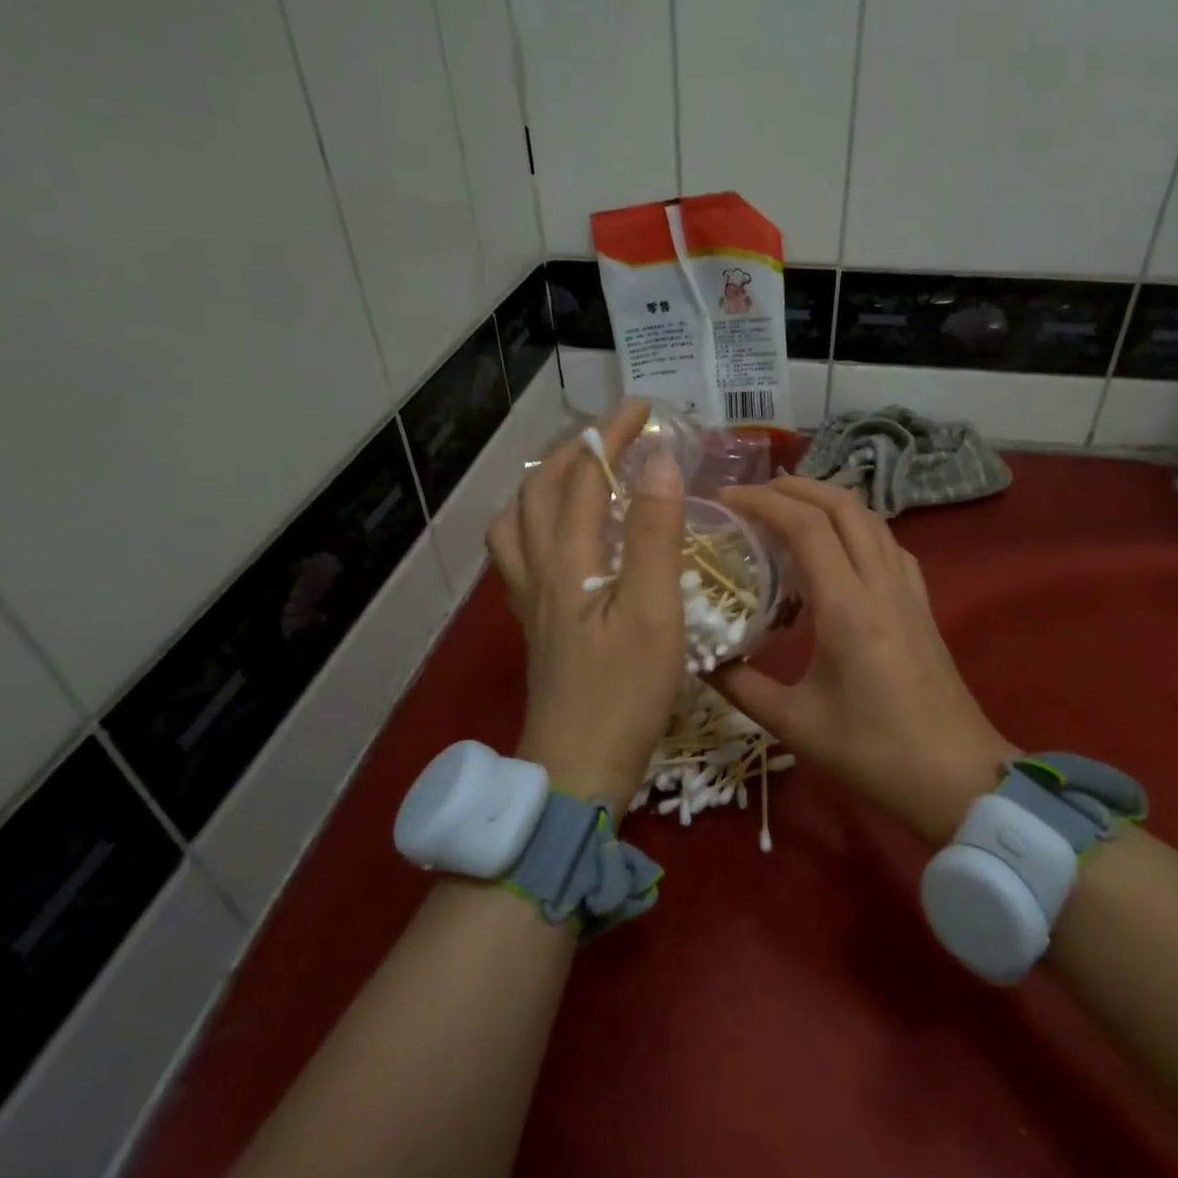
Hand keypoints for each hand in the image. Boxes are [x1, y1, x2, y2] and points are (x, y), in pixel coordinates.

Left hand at [487, 398, 684, 815]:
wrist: (577, 769)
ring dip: (545, 485)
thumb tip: (659, 461)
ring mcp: (530, 601)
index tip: (645, 408)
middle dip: (576, 450)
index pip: (583, 478)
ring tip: (578, 475)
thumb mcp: (652, 611)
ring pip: (517, 524)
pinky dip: (537, 526)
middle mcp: (537, 572)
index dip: (612, 436)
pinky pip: (520, 556)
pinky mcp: (535, 626)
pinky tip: (562, 540)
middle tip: (614, 433)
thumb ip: (653, 534)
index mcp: (566, 562)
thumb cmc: (624, 694)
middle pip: (540, 492)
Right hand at [708, 477, 1014, 843]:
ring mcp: (909, 591)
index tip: (727, 497)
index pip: (806, 526)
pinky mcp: (923, 604)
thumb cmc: (873, 751)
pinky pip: (890, 544)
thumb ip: (741, 688)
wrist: (956, 777)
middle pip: (843, 505)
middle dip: (796, 487)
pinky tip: (841, 547)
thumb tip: (700, 660)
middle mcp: (881, 584)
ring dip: (829, 500)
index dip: (763, 501)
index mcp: (847, 606)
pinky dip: (859, 527)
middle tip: (754, 493)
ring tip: (790, 509)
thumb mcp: (795, 723)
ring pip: (871, 519)